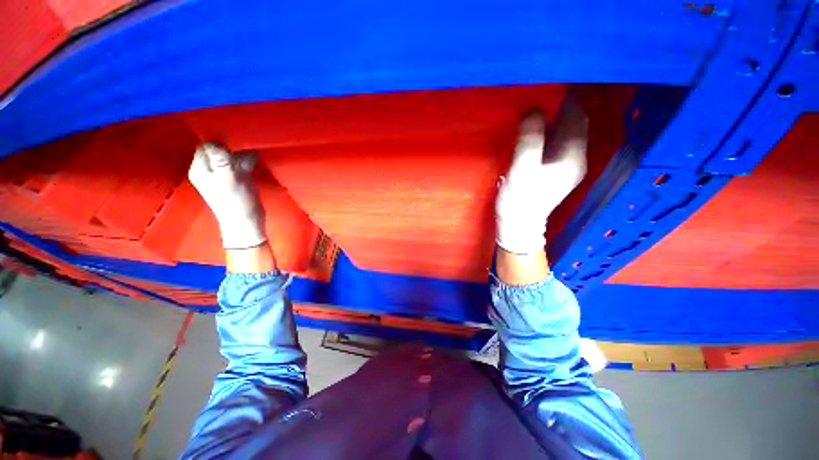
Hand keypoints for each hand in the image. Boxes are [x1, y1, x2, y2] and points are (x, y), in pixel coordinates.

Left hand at [188, 144, 266, 249]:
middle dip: (233, 148)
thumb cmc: (236, 202)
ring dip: (242, 155)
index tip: (234, 143)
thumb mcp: (228, 181)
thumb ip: (221, 161)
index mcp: (200, 169)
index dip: (219, 142)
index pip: (206, 146)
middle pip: (219, 148)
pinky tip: (253, 162)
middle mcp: (210, 169)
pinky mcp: (238, 177)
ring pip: (232, 155)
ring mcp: (224, 173)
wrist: (248, 222)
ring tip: (249, 161)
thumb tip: (213, 141)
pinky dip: (248, 160)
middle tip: (243, 153)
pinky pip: (241, 163)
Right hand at [495, 95, 587, 254]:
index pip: (577, 115)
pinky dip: (552, 128)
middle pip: (576, 121)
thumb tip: (534, 110)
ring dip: (557, 115)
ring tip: (540, 101)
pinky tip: (538, 125)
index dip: (568, 96)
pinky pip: (559, 141)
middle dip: (563, 103)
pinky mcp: (557, 170)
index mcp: (571, 155)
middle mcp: (576, 157)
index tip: (552, 79)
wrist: (519, 225)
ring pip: (568, 131)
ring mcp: (568, 164)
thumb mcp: (521, 171)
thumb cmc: (519, 201)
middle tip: (543, 87)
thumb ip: (530, 141)